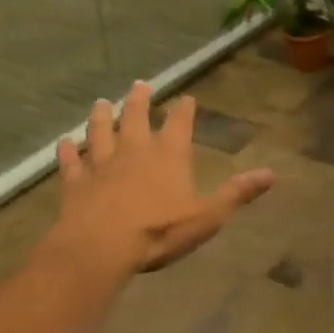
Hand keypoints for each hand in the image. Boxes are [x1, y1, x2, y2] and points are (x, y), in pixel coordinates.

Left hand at [50, 82, 274, 275]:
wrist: (100, 248)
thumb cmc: (159, 231)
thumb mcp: (208, 215)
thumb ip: (237, 193)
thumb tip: (271, 173)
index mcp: (169, 154)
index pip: (179, 123)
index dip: (184, 110)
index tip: (186, 98)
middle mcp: (135, 149)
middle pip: (135, 117)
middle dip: (139, 100)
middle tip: (139, 85)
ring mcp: (102, 164)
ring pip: (100, 132)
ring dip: (101, 117)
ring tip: (102, 103)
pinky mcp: (76, 182)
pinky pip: (70, 162)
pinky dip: (66, 151)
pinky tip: (62, 142)